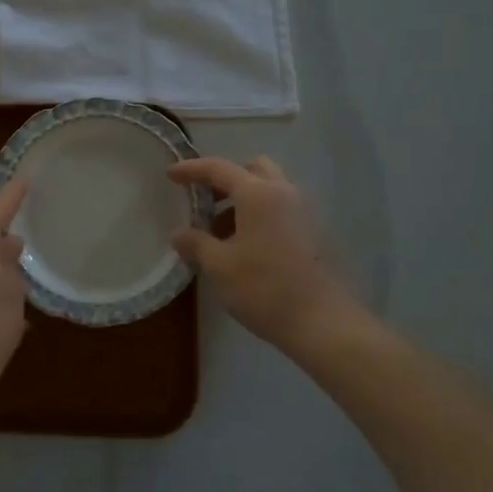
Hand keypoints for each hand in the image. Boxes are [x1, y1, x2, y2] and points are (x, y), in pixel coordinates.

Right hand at [168, 156, 357, 354]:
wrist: (322, 322)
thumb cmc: (264, 287)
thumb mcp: (219, 266)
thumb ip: (196, 243)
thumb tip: (179, 234)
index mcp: (257, 194)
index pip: (218, 169)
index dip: (191, 170)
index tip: (170, 175)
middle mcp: (283, 193)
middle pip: (252, 169)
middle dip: (226, 179)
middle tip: (205, 201)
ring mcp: (304, 212)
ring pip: (269, 189)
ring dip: (243, 199)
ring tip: (221, 233)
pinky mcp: (314, 232)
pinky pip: (281, 209)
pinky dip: (260, 215)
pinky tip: (245, 247)